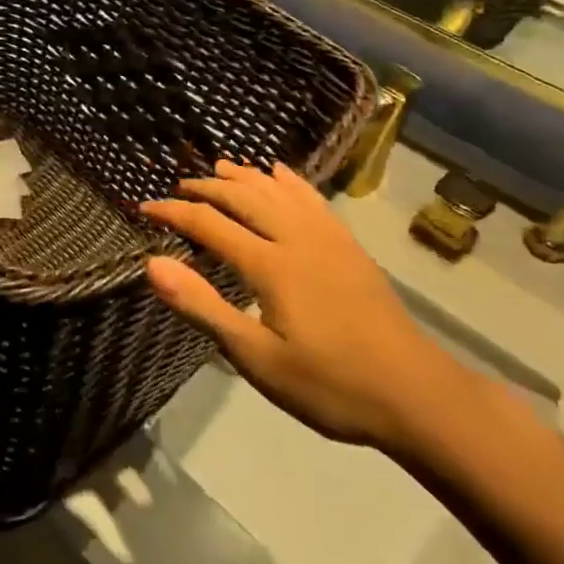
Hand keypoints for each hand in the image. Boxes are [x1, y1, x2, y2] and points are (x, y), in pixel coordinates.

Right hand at [142, 161, 472, 449]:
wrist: (417, 395)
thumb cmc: (330, 384)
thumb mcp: (257, 359)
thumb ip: (203, 308)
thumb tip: (153, 264)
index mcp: (270, 264)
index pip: (209, 224)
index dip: (173, 212)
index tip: (145, 207)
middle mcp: (296, 238)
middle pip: (243, 197)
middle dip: (206, 188)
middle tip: (179, 187)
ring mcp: (328, 238)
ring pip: (277, 191)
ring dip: (245, 176)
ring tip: (219, 168)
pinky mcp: (349, 246)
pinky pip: (312, 198)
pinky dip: (290, 180)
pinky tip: (280, 172)